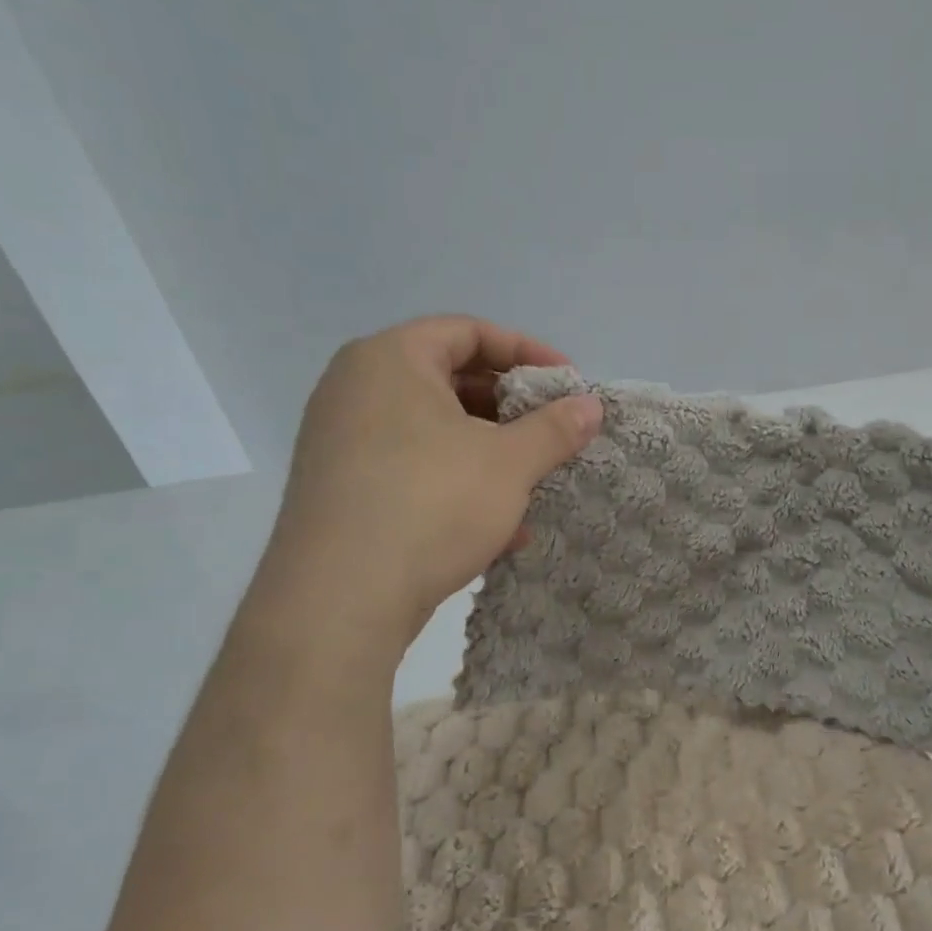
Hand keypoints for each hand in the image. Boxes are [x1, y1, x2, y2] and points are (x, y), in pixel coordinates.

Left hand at [254, 315, 602, 657]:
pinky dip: (457, 484)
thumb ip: (555, 428)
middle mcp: (356, 389)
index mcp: (390, 360)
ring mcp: (342, 441)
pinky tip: (500, 528)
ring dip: (490, 453)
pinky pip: (412, 468)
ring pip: (434, 431)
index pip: (468, 331)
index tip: (567, 384)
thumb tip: (591, 406)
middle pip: (450, 379)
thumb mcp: (509, 462)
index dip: (527, 351)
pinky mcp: (342, 489)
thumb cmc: (431, 503)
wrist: (340, 599)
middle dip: (511, 408)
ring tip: (531, 483)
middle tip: (551, 432)